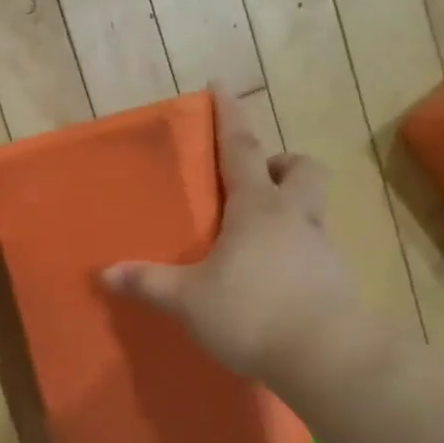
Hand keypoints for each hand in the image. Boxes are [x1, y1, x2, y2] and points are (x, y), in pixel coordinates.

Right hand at [102, 89, 389, 405]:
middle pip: (301, 169)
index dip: (229, 115)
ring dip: (288, 210)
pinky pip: (314, 251)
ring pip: (312, 209)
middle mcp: (295, 217)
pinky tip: (273, 282)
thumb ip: (148, 283)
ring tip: (254, 242)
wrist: (327, 358)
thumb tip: (106, 273)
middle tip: (253, 183)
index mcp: (256, 208)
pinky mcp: (337, 281)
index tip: (220, 85)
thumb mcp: (188, 299)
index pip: (240, 148)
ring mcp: (322, 248)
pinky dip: (294, 253)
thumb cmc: (251, 312)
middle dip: (280, 164)